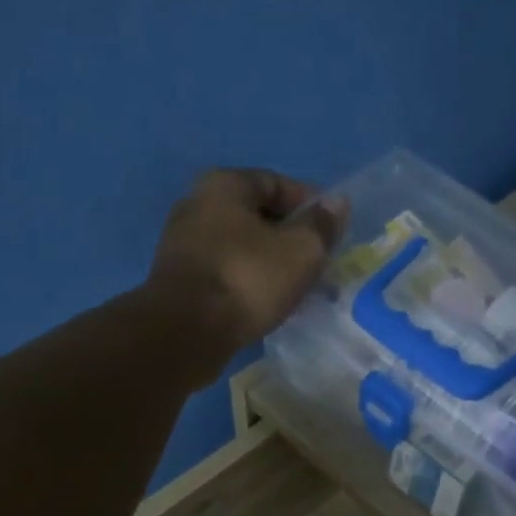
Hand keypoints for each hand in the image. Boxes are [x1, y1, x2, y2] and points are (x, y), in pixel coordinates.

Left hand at [145, 168, 346, 365]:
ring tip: (294, 288)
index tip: (332, 233)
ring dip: (268, 263)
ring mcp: (182, 244)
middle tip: (316, 264)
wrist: (186, 332)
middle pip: (256, 215)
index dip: (310, 205)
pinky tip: (263, 302)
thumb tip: (337, 202)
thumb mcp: (300, 250)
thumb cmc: (247, 280)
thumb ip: (322, 225)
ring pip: (240, 247)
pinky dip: (247, 282)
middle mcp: (197, 205)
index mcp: (224, 185)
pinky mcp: (179, 281)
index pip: (277, 183)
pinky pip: (225, 272)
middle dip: (289, 237)